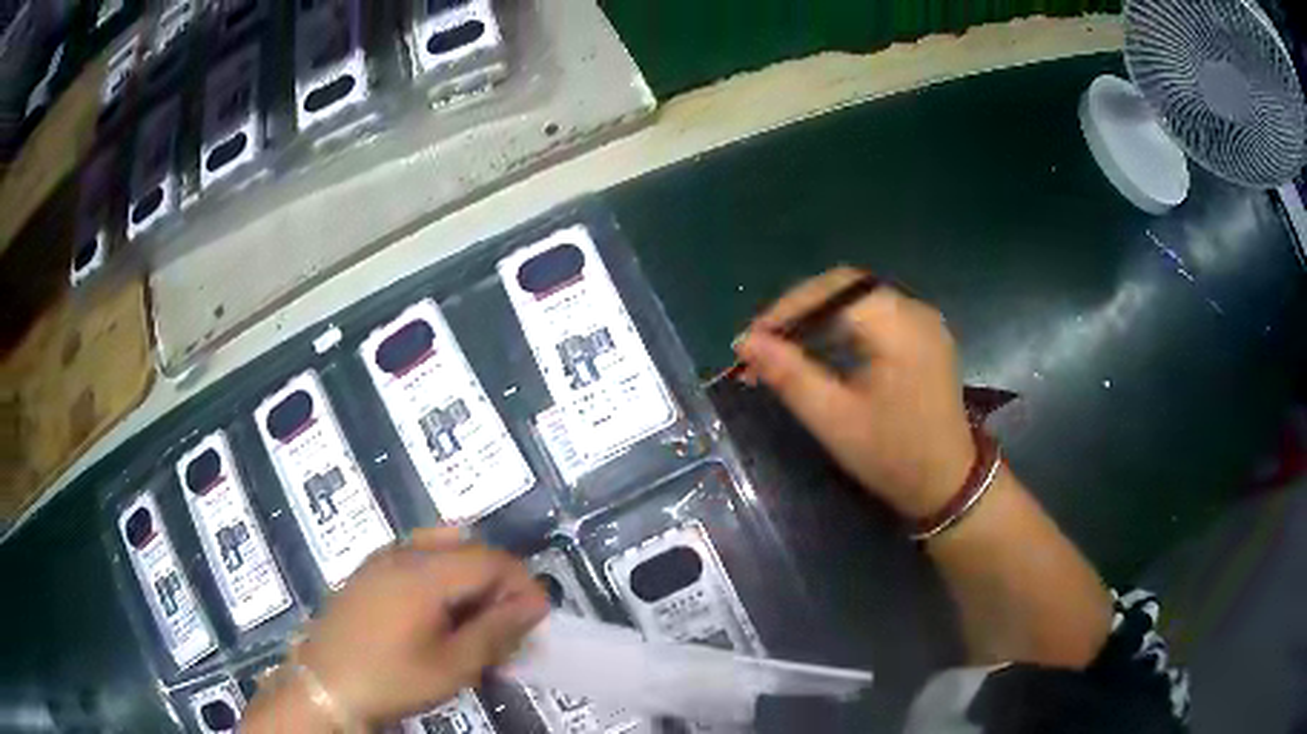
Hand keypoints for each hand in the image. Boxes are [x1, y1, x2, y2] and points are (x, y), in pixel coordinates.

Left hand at [267, 528, 548, 727]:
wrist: (325, 685)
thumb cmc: (392, 678)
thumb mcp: (453, 665)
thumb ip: (497, 631)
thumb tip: (534, 604)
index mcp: (425, 572)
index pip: (491, 560)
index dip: (522, 584)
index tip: (537, 619)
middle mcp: (403, 553)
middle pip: (467, 547)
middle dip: (497, 580)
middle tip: (507, 622)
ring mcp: (381, 559)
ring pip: (440, 547)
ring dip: (469, 576)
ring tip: (475, 618)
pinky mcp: (367, 572)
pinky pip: (415, 557)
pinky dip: (441, 576)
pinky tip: (438, 614)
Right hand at [735, 267, 974, 518]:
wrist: (947, 484)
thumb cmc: (891, 455)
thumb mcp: (834, 419)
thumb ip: (789, 375)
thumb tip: (745, 342)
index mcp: (899, 326)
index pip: (833, 292)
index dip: (787, 308)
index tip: (751, 339)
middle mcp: (915, 311)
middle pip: (846, 288)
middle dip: (800, 310)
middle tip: (765, 342)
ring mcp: (924, 321)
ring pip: (859, 299)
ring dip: (819, 317)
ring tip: (786, 348)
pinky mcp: (924, 337)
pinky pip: (876, 315)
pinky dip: (843, 326)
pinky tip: (822, 351)